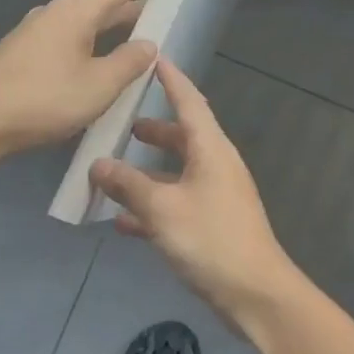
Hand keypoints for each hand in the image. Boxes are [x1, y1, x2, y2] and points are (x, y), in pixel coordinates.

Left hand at [0, 0, 176, 150]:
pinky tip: (103, 60)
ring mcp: (38, 32)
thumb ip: (128, 62)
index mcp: (77, 11)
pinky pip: (73, 39)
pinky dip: (96, 42)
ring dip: (117, 23)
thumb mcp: (98, 85)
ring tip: (143, 28)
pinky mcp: (27, 54)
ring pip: (89, 21)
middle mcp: (57, 12)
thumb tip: (147, 44)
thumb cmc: (42, 100)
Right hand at [89, 60, 298, 326]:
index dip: (171, 81)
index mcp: (211, 150)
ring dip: (146, 173)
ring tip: (110, 172)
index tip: (154, 59)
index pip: (190, 102)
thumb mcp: (162, 209)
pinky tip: (122, 221)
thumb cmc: (210, 240)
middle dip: (152, 131)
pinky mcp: (211, 225)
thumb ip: (128, 185)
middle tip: (121, 125)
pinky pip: (176, 204)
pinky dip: (152, 206)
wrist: (255, 294)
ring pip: (176, 174)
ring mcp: (216, 197)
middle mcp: (216, 166)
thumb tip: (98, 164)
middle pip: (182, 138)